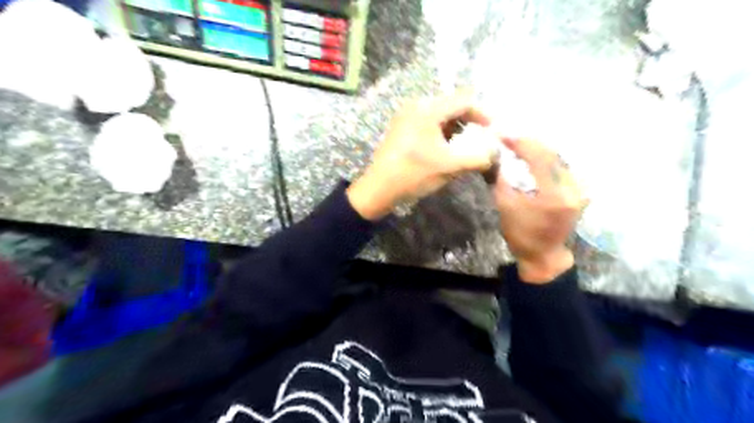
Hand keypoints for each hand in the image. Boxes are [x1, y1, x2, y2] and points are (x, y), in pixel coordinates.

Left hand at [347, 90, 499, 219]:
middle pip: (452, 107)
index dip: (482, 114)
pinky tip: (444, 150)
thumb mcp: (450, 167)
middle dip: (468, 123)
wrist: (379, 188)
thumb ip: (478, 158)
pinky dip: (441, 133)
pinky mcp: (401, 128)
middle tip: (479, 141)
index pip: (464, 101)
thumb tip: (495, 153)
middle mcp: (416, 106)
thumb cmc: (413, 174)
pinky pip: (428, 123)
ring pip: (440, 116)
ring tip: (461, 149)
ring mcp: (406, 116)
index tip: (493, 130)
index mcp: (428, 109)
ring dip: (455, 130)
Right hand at [496, 138, 587, 283]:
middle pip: (552, 155)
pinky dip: (547, 159)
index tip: (504, 136)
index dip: (521, 143)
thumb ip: (503, 178)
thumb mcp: (505, 206)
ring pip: (559, 159)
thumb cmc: (521, 234)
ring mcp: (580, 190)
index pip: (539, 158)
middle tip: (510, 138)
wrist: (543, 254)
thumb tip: (500, 156)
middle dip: (530, 144)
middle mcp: (573, 189)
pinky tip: (535, 157)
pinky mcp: (580, 192)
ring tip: (520, 145)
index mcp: (554, 196)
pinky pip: (563, 167)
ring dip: (539, 150)